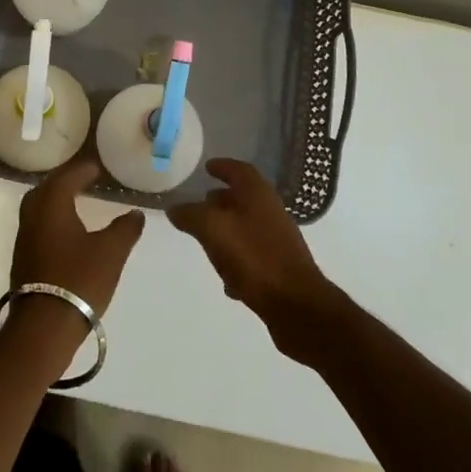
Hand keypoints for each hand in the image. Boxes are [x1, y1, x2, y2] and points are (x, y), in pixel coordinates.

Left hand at [10, 158, 145, 324]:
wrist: (44, 326)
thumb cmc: (79, 279)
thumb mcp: (111, 252)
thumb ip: (126, 228)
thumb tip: (136, 213)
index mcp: (52, 205)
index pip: (67, 176)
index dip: (84, 170)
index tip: (98, 167)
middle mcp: (33, 215)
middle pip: (47, 188)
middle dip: (65, 180)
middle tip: (85, 179)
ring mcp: (24, 238)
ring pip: (39, 207)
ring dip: (56, 199)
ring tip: (76, 200)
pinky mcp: (23, 258)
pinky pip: (37, 225)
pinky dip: (52, 218)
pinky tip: (66, 230)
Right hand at [169, 158, 344, 362]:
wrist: (295, 304)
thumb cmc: (253, 256)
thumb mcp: (212, 229)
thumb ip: (191, 215)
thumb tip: (175, 208)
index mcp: (257, 194)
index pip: (239, 170)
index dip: (222, 166)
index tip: (207, 167)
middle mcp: (271, 212)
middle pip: (244, 198)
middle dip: (221, 200)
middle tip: (200, 205)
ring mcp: (278, 240)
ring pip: (247, 227)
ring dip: (227, 230)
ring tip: (206, 240)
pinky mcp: (280, 267)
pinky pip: (253, 255)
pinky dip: (237, 259)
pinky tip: (226, 278)